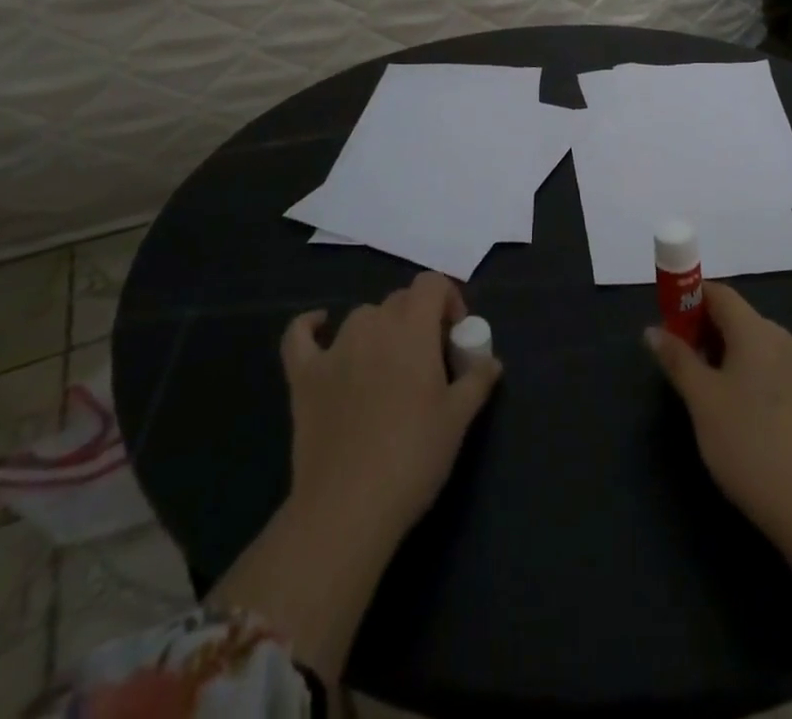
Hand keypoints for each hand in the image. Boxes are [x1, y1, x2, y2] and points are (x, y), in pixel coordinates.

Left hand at [282, 270, 501, 544]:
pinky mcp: (304, 376)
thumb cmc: (413, 457)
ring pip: (362, 317)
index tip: (456, 335)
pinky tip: (319, 327)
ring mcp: (334, 349)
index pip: (432, 283)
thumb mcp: (459, 419)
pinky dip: (310, 326)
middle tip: (429, 360)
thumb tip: (491, 361)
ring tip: (389, 365)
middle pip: (400, 299)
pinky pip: (299, 336)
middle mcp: (373, 326)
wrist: (348, 508)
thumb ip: (477, 380)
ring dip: (380, 329)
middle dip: (418, 318)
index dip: (448, 299)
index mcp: (413, 328)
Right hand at [645, 283, 791, 542]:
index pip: (721, 294)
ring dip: (739, 356)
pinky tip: (756, 416)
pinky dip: (764, 378)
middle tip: (690, 365)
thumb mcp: (702, 401)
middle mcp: (787, 338)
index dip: (692, 300)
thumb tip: (653, 330)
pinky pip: (785, 371)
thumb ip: (677, 359)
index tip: (673, 323)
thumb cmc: (747, 443)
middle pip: (743, 320)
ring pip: (765, 347)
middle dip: (712, 333)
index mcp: (756, 331)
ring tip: (720, 395)